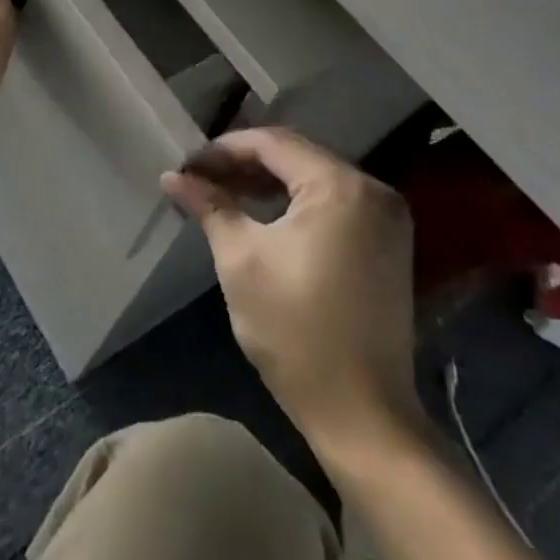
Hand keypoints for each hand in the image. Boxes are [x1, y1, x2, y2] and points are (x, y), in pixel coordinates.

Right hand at [161, 128, 423, 474]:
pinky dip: (293, 203)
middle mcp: (373, 190)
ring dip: (266, 182)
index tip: (186, 167)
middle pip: (295, 156)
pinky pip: (332, 202)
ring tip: (221, 194)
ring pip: (312, 178)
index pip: (272, 143)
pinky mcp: (387, 244)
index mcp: (340, 187)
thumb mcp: (241, 259)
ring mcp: (386, 219)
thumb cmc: (296, 331)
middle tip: (199, 179)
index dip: (223, 150)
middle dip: (243, 164)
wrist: (363, 416)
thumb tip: (171, 176)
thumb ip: (209, 206)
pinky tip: (260, 215)